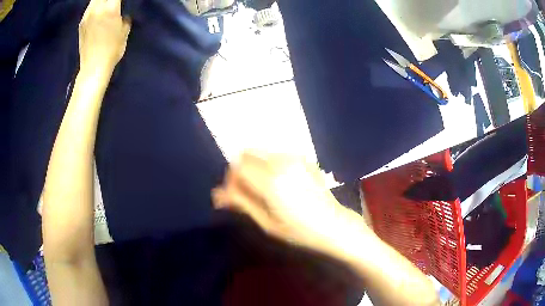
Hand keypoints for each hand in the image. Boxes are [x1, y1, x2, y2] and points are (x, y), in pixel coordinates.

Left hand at [79, 0, 130, 73]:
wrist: (93, 67)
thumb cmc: (112, 50)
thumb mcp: (124, 31)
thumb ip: (124, 17)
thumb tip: (122, 14)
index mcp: (110, 8)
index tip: (120, 1)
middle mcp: (97, 8)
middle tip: (113, 2)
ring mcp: (87, 16)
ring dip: (100, 0)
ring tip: (105, 3)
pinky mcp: (81, 23)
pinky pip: (89, 7)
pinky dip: (94, 5)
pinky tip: (98, 10)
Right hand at [212, 152, 368, 256]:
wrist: (333, 224)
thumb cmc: (299, 231)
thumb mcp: (266, 222)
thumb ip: (241, 203)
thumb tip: (216, 195)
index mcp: (270, 181)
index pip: (237, 167)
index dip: (229, 180)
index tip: (232, 196)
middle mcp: (280, 163)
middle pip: (247, 155)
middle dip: (240, 171)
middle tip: (244, 191)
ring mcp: (295, 158)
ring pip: (262, 153)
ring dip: (254, 167)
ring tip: (261, 188)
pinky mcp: (304, 159)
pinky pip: (277, 155)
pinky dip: (269, 165)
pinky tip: (278, 183)